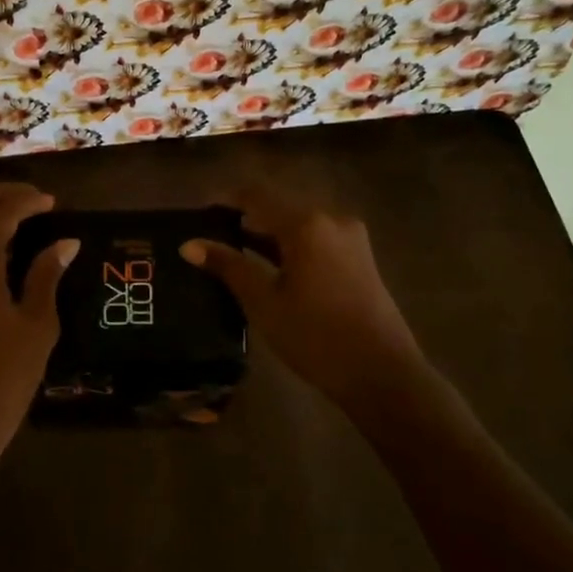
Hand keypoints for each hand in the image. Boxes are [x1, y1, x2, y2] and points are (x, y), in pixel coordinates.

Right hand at [181, 188, 427, 416]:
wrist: (383, 375)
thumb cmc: (316, 336)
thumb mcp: (264, 301)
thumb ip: (228, 265)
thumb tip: (189, 244)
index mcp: (305, 223)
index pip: (255, 195)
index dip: (225, 200)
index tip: (199, 215)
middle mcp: (330, 218)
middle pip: (278, 207)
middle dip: (246, 220)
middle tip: (212, 240)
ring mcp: (351, 238)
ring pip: (298, 225)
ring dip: (269, 235)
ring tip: (236, 256)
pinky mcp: (361, 258)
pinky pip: (317, 240)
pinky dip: (292, 247)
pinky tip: (273, 269)